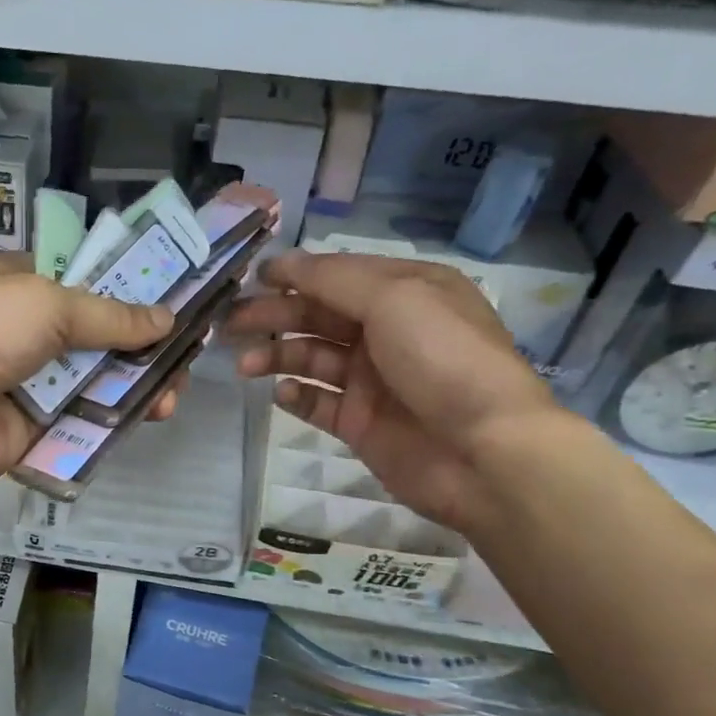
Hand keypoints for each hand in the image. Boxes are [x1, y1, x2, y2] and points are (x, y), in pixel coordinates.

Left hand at [0, 256, 180, 491]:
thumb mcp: (46, 304)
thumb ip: (109, 315)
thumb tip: (166, 319)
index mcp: (18, 285)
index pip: (81, 282)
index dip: (126, 290)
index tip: (172, 299)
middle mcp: (25, 331)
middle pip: (96, 335)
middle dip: (141, 343)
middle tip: (185, 353)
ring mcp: (30, 381)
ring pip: (95, 380)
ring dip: (137, 383)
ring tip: (175, 391)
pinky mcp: (35, 428)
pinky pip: (83, 420)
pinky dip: (115, 417)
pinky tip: (152, 413)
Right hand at [225, 250, 556, 533]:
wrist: (483, 451)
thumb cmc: (443, 359)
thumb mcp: (394, 298)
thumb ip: (333, 279)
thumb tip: (283, 264)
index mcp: (405, 292)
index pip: (338, 275)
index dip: (295, 276)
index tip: (251, 280)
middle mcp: (387, 331)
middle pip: (318, 316)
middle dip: (274, 316)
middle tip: (231, 325)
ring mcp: (372, 380)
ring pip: (311, 358)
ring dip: (277, 356)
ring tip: (246, 365)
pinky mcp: (360, 422)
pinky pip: (317, 402)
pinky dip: (296, 396)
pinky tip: (282, 394)